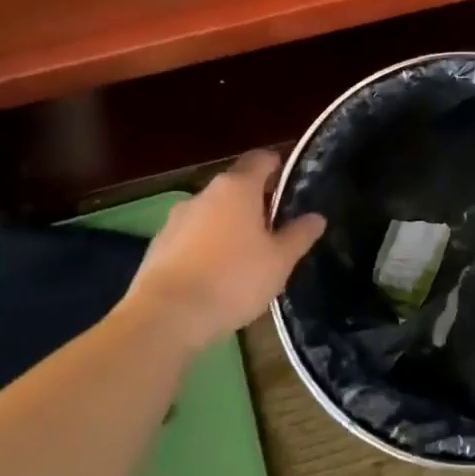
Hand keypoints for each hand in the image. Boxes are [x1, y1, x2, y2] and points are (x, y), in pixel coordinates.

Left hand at [115, 150, 325, 356]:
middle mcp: (204, 194)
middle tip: (274, 227)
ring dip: (228, 225)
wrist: (166, 317)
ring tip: (245, 256)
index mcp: (237, 188)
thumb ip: (299, 235)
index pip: (260, 159)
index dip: (276, 165)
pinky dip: (205, 247)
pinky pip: (191, 237)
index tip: (288, 180)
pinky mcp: (158, 245)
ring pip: (211, 213)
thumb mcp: (279, 261)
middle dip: (254, 202)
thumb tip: (316, 217)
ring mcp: (176, 219)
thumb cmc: (233, 279)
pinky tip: (215, 275)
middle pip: (235, 186)